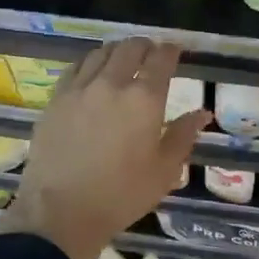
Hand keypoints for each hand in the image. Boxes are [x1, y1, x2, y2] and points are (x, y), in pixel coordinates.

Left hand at [0, 39, 208, 258]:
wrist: (61, 211)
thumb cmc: (121, 195)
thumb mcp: (164, 171)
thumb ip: (183, 135)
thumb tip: (202, 112)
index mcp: (145, 99)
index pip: (161, 59)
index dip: (171, 50)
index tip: (175, 51)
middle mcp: (112, 83)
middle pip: (130, 48)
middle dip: (145, 47)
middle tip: (151, 56)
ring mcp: (80, 88)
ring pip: (101, 53)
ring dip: (117, 52)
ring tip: (123, 61)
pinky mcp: (56, 99)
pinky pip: (76, 67)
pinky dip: (90, 63)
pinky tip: (93, 73)